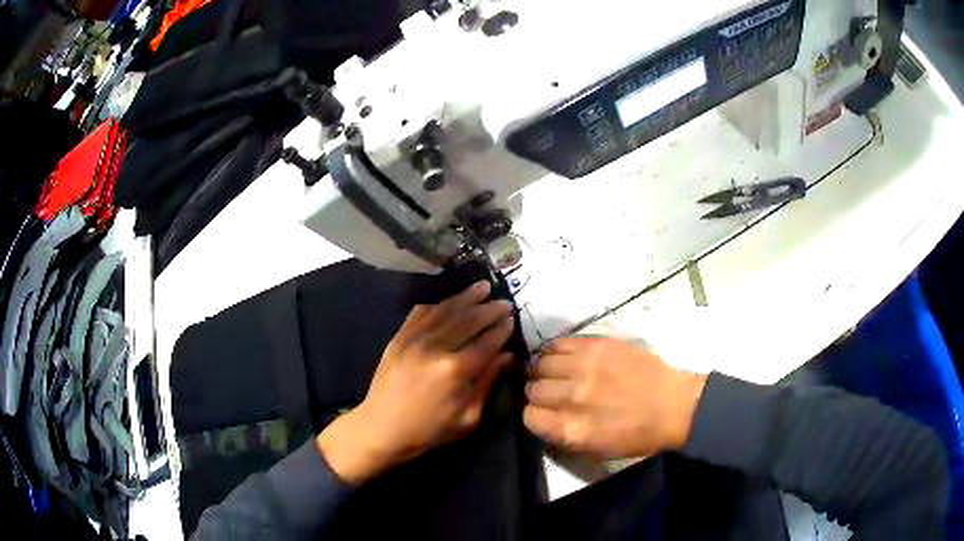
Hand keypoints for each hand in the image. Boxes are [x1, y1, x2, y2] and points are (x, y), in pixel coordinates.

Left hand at [317, 281, 514, 484]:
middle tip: (504, 302)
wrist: (382, 428)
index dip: (501, 330)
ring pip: (445, 310)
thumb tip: (507, 356)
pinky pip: (420, 313)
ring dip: (466, 298)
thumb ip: (488, 383)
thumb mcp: (468, 417)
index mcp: (456, 370)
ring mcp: (414, 339)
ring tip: (483, 287)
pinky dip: (438, 304)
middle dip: (489, 309)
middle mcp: (435, 347)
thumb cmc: (429, 430)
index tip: (512, 320)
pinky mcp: (398, 337)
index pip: (486, 343)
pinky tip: (449, 301)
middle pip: (468, 321)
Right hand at [524, 337, 706, 458]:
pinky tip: (564, 358)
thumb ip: (562, 434)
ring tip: (556, 373)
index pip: (529, 416)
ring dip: (544, 371)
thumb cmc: (636, 435)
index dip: (534, 415)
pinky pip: (558, 343)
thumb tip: (540, 417)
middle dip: (538, 393)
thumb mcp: (594, 449)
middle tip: (551, 393)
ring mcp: (585, 367)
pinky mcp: (597, 345)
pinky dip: (554, 352)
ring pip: (541, 363)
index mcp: (572, 429)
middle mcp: (573, 397)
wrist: (672, 405)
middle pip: (533, 389)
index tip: (542, 413)